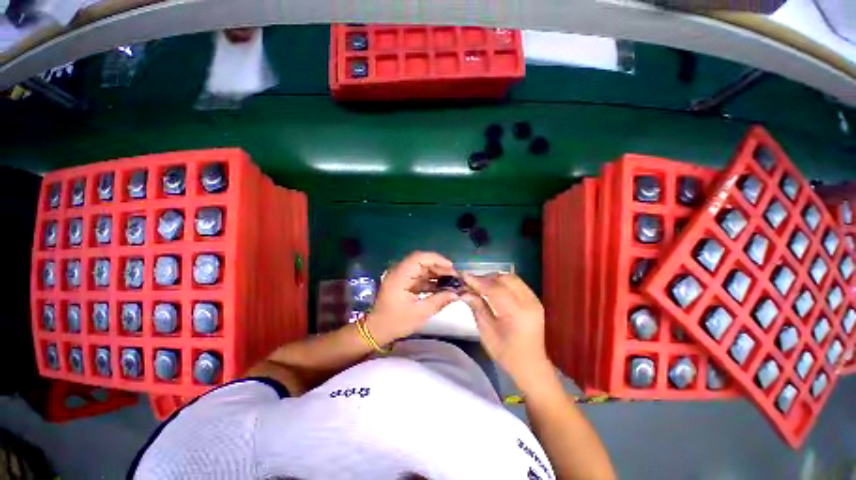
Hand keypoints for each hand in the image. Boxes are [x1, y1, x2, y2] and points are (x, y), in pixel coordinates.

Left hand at [367, 252, 458, 344]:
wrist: (377, 330)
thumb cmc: (395, 322)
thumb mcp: (419, 313)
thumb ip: (439, 301)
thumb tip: (456, 294)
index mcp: (400, 276)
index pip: (418, 258)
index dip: (436, 259)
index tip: (451, 267)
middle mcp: (400, 272)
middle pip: (422, 262)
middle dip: (439, 267)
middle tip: (455, 277)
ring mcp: (402, 277)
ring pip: (422, 269)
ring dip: (437, 274)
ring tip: (452, 282)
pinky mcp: (405, 283)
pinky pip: (420, 277)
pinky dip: (431, 281)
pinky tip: (442, 287)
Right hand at [461, 273, 552, 387]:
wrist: (531, 365)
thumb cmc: (506, 353)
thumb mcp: (487, 332)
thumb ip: (477, 307)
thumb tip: (464, 291)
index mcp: (517, 313)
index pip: (495, 289)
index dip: (478, 281)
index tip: (463, 276)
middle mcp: (529, 302)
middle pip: (505, 279)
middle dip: (487, 278)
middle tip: (472, 283)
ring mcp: (534, 300)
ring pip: (512, 278)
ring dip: (495, 279)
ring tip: (481, 285)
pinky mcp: (535, 300)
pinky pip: (517, 284)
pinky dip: (503, 282)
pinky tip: (494, 288)